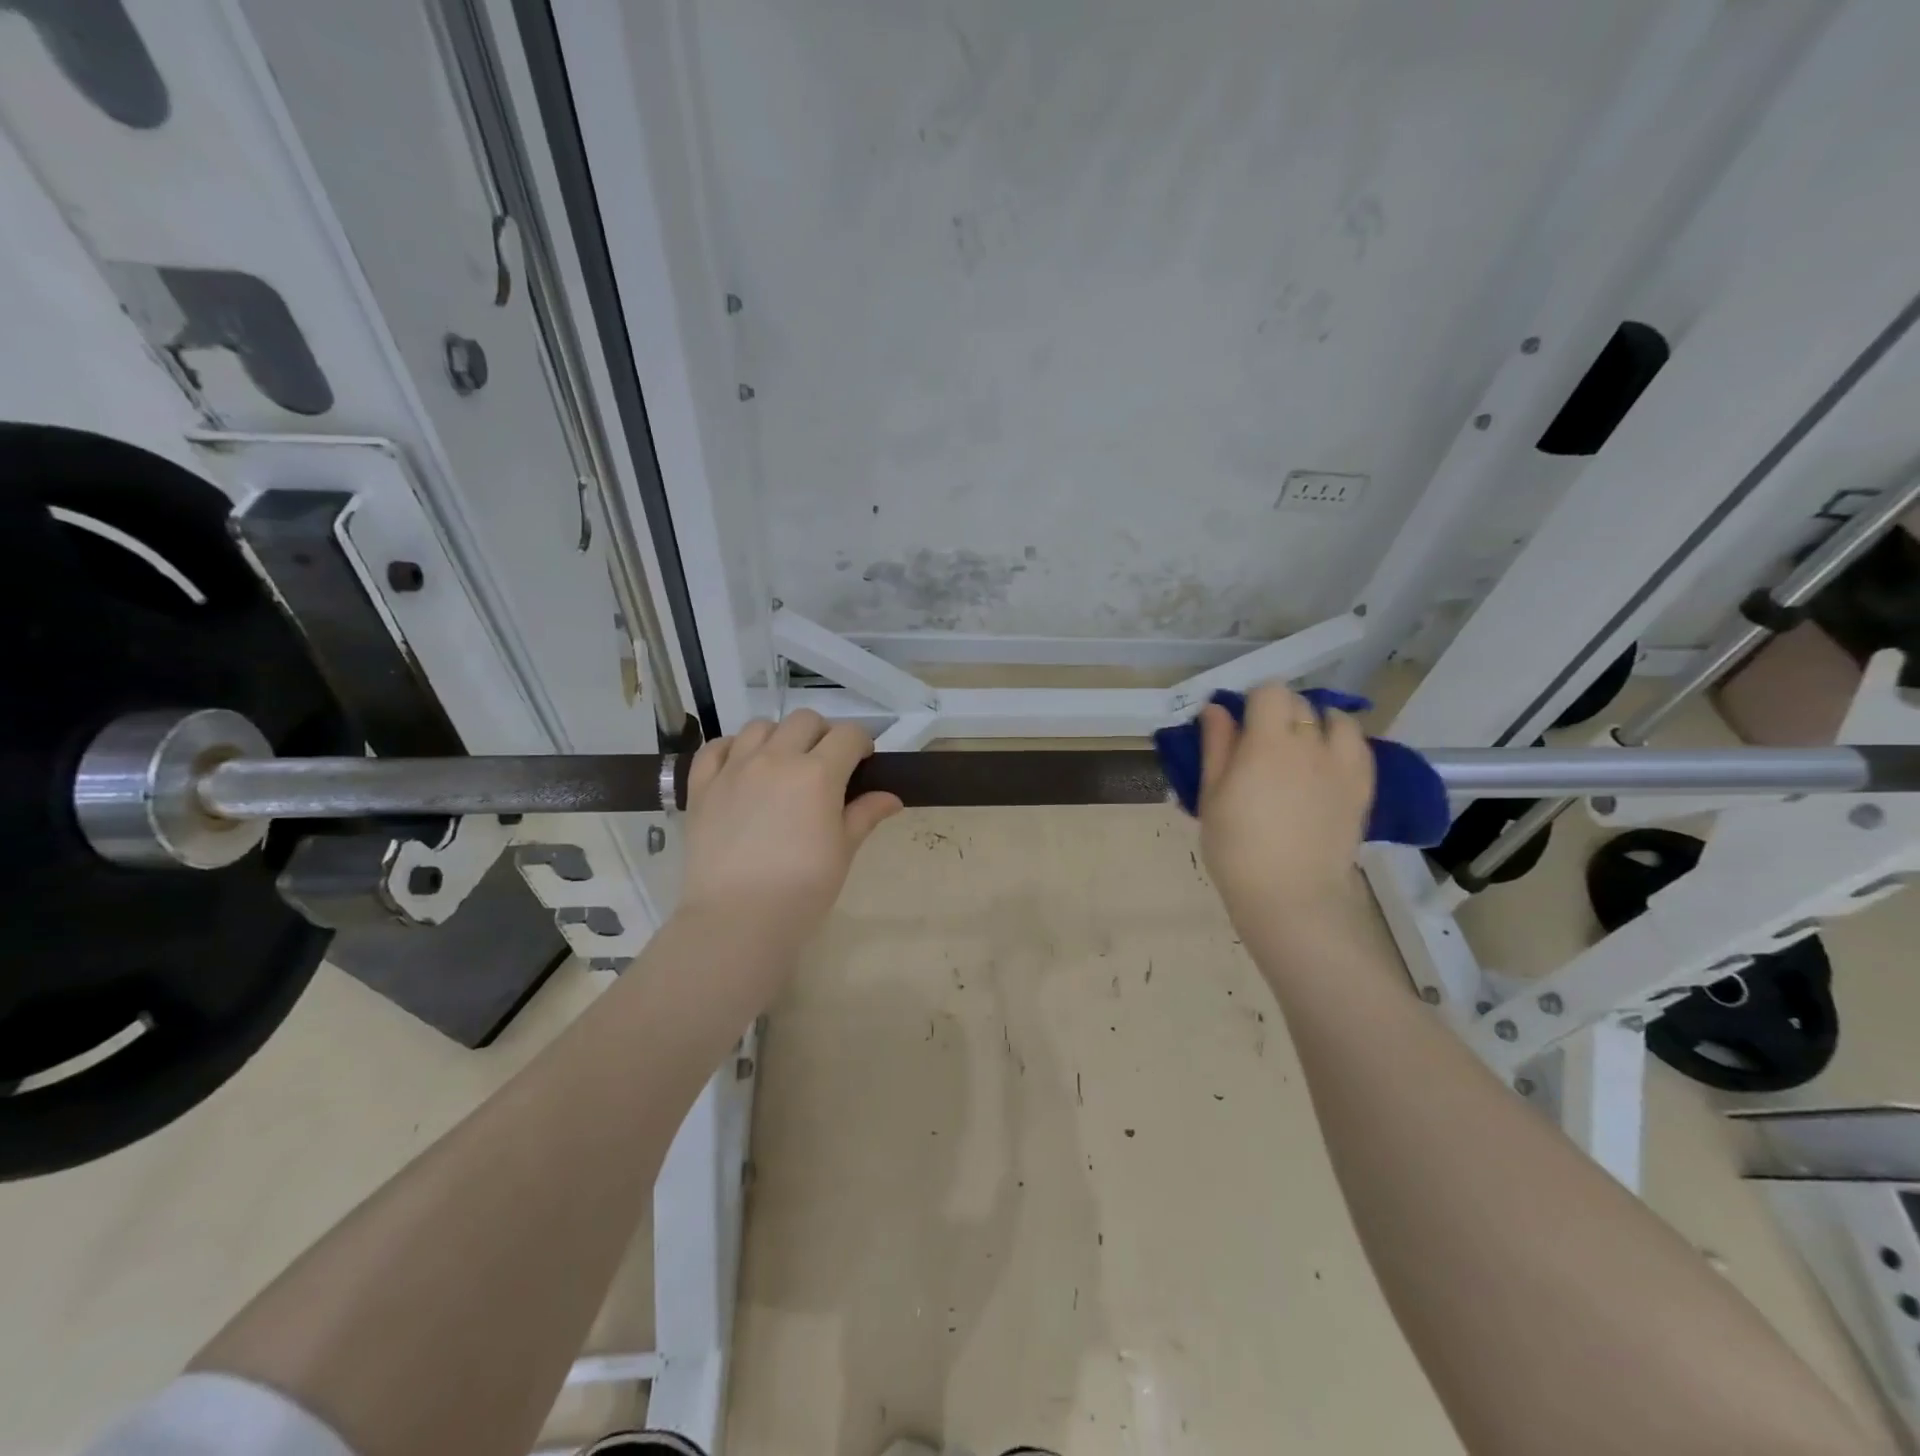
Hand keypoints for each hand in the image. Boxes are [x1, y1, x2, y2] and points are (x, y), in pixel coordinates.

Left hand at [677, 711, 901, 943]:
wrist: (737, 919)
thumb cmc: (802, 890)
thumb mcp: (843, 852)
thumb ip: (865, 815)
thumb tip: (891, 798)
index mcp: (818, 774)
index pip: (848, 735)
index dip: (861, 743)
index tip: (862, 763)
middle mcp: (776, 759)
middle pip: (805, 721)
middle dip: (822, 735)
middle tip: (825, 766)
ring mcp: (734, 769)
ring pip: (760, 726)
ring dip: (779, 737)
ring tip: (782, 765)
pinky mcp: (702, 786)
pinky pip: (716, 747)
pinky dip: (733, 748)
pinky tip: (742, 767)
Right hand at [1197, 684, 1374, 941]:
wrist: (1291, 895)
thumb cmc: (1237, 848)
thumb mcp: (1212, 796)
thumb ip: (1216, 747)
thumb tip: (1216, 709)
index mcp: (1267, 743)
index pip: (1270, 692)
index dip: (1253, 700)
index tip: (1240, 723)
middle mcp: (1310, 744)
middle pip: (1300, 704)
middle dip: (1280, 712)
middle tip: (1262, 742)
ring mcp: (1342, 765)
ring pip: (1337, 719)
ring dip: (1318, 723)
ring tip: (1303, 747)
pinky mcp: (1362, 787)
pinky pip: (1360, 746)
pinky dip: (1344, 743)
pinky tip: (1328, 763)